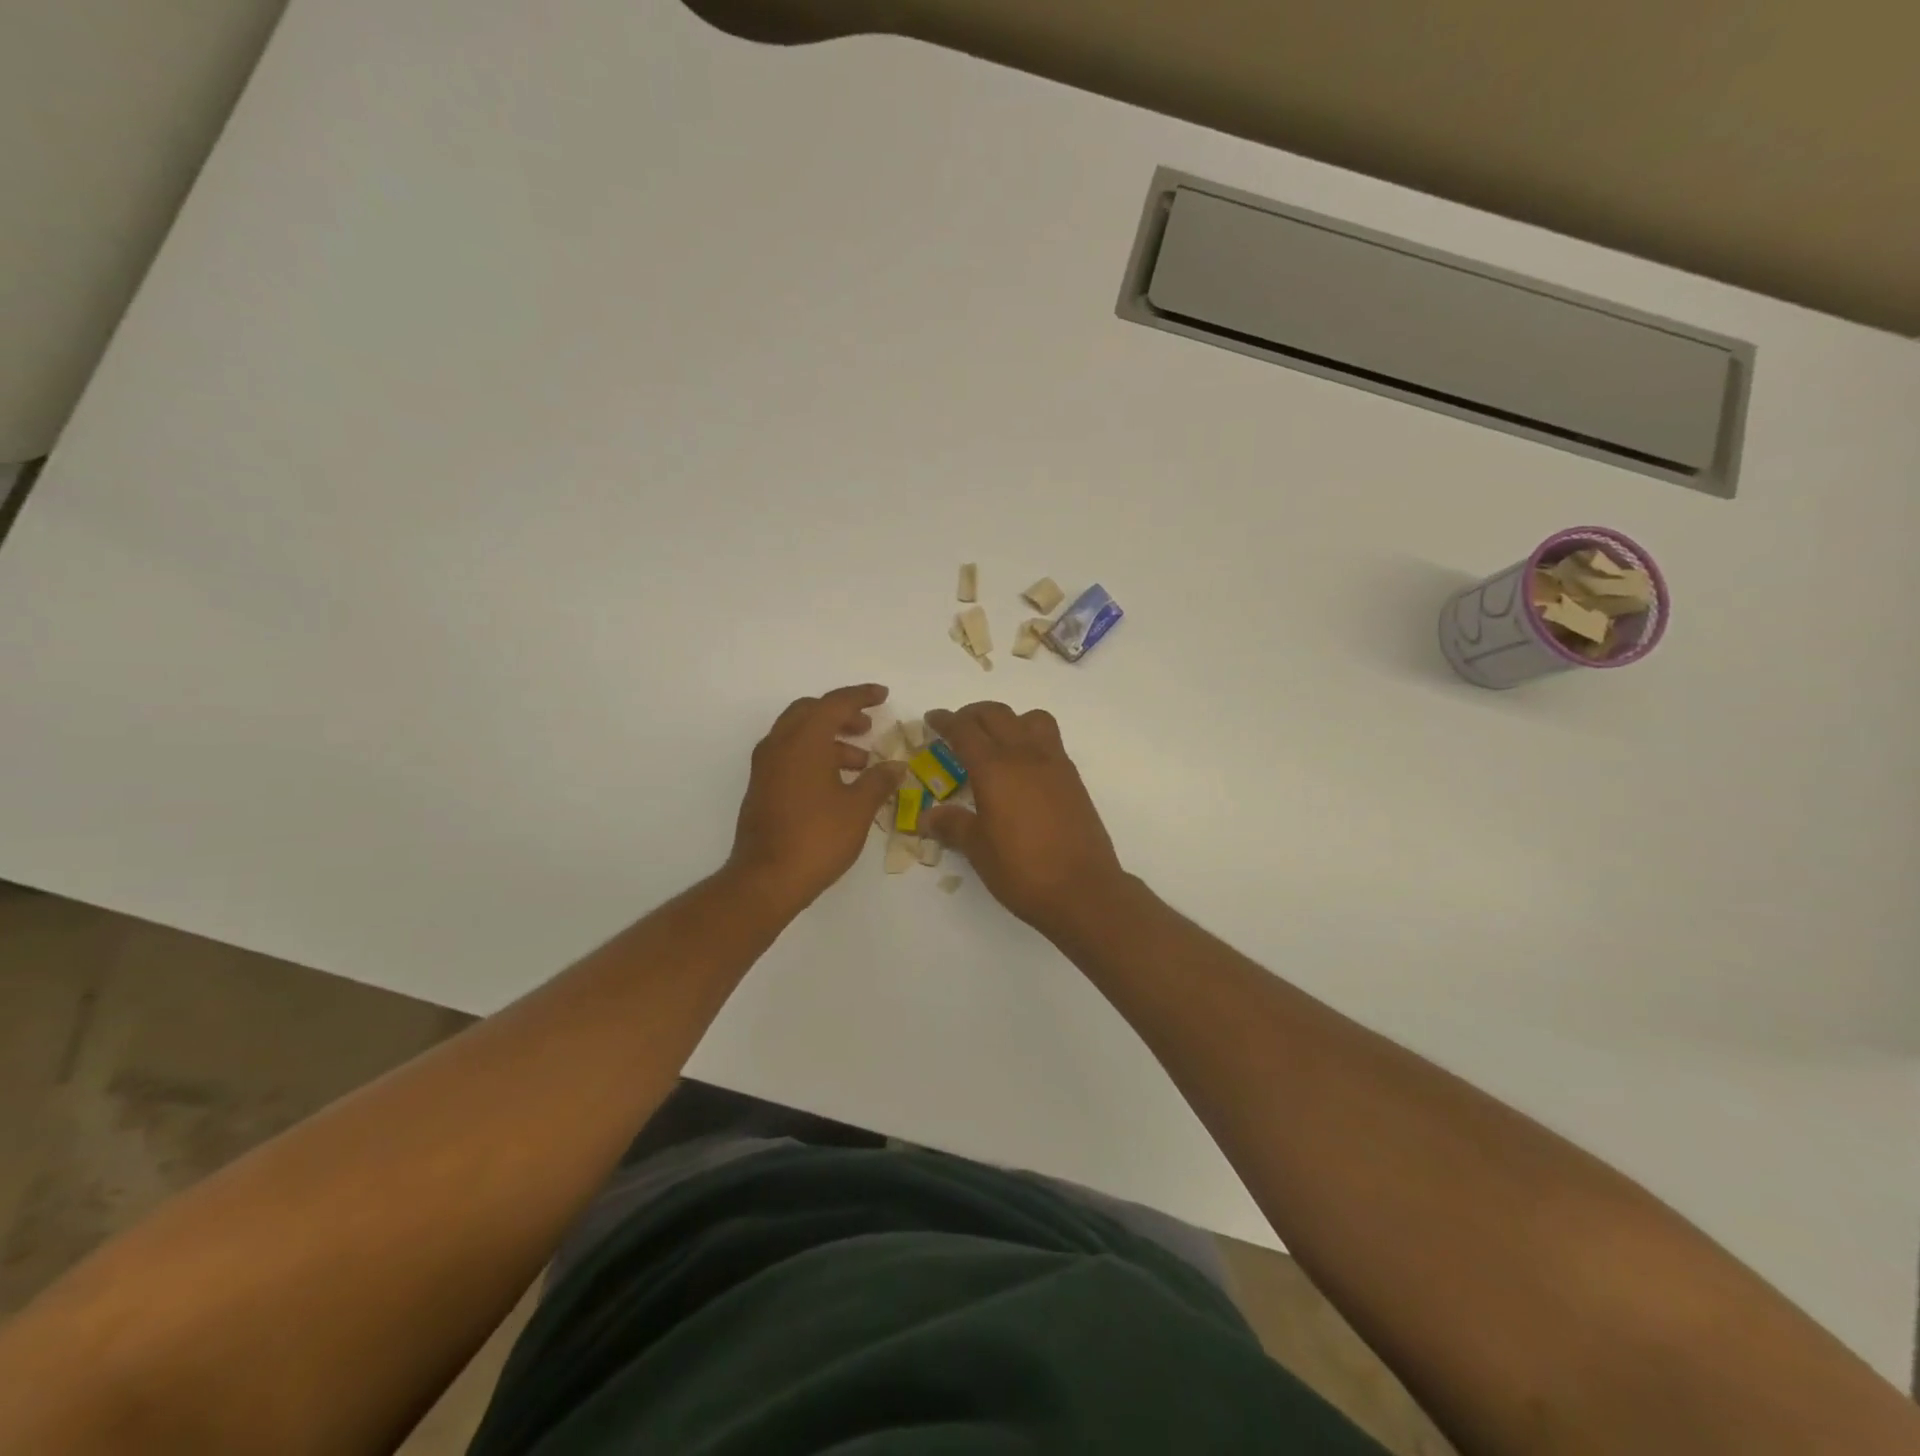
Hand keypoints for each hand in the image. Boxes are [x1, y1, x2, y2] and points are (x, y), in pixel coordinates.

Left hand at [729, 684, 904, 911]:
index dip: (861, 696)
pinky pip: (789, 755)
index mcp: (804, 740)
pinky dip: (814, 756)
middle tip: (868, 728)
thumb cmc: (817, 837)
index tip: (883, 695)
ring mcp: (765, 766)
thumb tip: (895, 766)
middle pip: (810, 712)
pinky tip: (837, 783)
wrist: (766, 879)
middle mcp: (779, 744)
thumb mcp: (858, 808)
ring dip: (829, 739)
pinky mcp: (761, 787)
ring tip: (861, 763)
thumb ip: (879, 781)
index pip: (835, 703)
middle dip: (841, 714)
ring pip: (798, 734)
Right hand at [922, 702, 1127, 938]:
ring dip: (1009, 720)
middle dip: (973, 714)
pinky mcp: (1073, 779)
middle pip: (997, 715)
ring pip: (1030, 719)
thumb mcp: (978, 849)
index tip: (932, 719)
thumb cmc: (1022, 870)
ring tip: (996, 741)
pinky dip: (1031, 738)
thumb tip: (927, 816)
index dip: (945, 721)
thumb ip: (952, 825)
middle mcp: (1025, 755)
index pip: (965, 730)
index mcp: (995, 768)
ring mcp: (1054, 764)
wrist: (1083, 889)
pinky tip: (1023, 767)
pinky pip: (1050, 741)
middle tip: (957, 727)